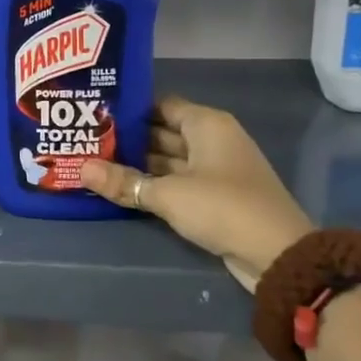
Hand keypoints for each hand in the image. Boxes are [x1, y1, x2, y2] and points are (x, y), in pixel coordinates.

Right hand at [81, 96, 313, 290]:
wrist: (278, 255)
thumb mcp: (168, 194)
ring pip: (168, 160)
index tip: (95, 113)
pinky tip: (123, 188)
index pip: (161, 105)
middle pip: (162, 132)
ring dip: (138, 164)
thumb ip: (125, 181)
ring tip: (95, 163)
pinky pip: (177, 183)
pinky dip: (153, 184)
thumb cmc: (223, 207)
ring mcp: (215, 170)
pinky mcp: (215, 197)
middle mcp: (212, 140)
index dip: (129, 108)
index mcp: (207, 125)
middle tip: (86, 141)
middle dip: (127, 138)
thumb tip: (81, 169)